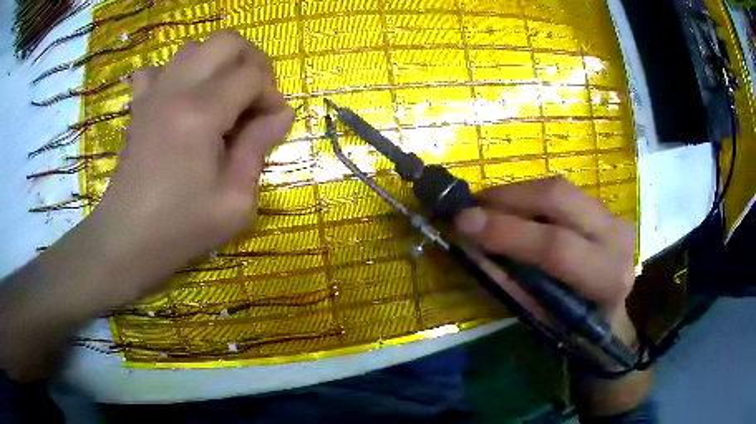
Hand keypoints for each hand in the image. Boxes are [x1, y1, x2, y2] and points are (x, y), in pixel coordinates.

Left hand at [0, 31, 291, 381]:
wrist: (126, 241)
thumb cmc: (180, 228)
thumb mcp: (235, 200)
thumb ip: (260, 148)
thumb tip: (281, 113)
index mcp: (201, 113)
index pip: (252, 75)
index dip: (272, 94)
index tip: (272, 123)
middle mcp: (177, 89)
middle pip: (226, 41)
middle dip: (252, 61)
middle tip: (255, 95)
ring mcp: (153, 93)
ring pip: (194, 47)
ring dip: (218, 63)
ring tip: (223, 96)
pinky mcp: (139, 106)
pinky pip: (157, 69)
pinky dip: (176, 74)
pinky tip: (180, 99)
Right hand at [454, 176, 635, 337]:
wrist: (608, 311)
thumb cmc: (574, 326)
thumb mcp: (541, 316)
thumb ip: (510, 280)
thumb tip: (471, 245)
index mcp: (607, 277)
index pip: (557, 247)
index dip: (508, 231)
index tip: (463, 223)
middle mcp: (617, 237)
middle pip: (559, 198)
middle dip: (509, 197)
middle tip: (472, 206)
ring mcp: (613, 215)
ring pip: (558, 188)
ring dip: (516, 194)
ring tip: (486, 207)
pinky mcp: (603, 205)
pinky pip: (560, 191)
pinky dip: (530, 196)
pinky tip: (512, 209)